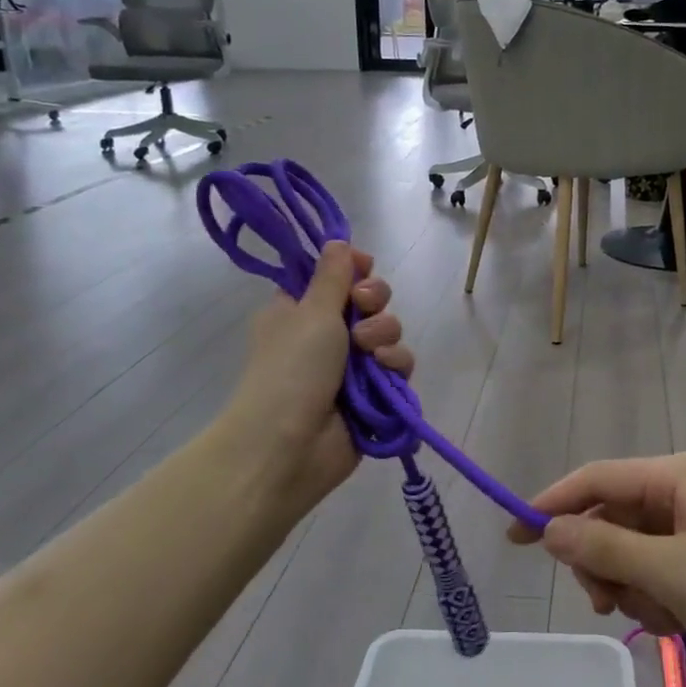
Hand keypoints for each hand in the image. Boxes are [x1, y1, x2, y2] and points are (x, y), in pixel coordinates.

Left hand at [219, 242, 411, 525]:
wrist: (287, 446)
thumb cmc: (291, 368)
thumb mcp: (311, 311)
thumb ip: (333, 275)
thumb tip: (338, 240)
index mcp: (301, 309)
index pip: (336, 276)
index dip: (354, 269)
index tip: (361, 267)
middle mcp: (327, 334)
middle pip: (370, 301)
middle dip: (374, 301)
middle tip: (362, 307)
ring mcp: (351, 365)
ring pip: (388, 332)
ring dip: (384, 335)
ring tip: (368, 352)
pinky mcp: (375, 393)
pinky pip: (398, 366)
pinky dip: (395, 366)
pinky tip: (384, 373)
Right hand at [511, 453, 685, 681]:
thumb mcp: (669, 571)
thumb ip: (603, 548)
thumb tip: (549, 530)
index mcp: (672, 476)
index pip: (595, 478)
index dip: (551, 504)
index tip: (513, 537)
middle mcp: (680, 491)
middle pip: (611, 519)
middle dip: (604, 564)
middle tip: (609, 604)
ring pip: (633, 552)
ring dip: (635, 589)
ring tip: (665, 617)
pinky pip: (660, 572)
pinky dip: (659, 598)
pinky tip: (681, 622)